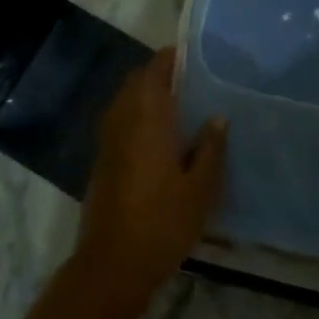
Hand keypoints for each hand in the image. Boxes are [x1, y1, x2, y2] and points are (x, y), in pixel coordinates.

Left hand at [77, 49, 225, 301]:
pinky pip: (117, 121)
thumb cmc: (163, 223)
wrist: (112, 263)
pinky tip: (155, 134)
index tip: (189, 55)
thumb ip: (210, 148)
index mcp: (148, 120)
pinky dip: (133, 114)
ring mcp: (107, 142)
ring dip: (143, 94)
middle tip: (186, 79)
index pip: (154, 73)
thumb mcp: (200, 188)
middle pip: (134, 82)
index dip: (169, 59)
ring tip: (174, 103)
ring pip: (123, 101)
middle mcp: (122, 122)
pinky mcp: (101, 161)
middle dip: (156, 73)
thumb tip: (217, 117)